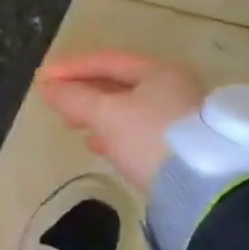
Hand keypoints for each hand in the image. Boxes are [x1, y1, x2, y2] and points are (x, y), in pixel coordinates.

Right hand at [37, 52, 206, 192]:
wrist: (203, 187)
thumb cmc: (149, 136)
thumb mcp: (106, 114)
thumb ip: (74, 98)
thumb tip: (48, 88)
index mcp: (159, 72)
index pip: (108, 61)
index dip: (72, 68)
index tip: (44, 78)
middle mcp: (174, 89)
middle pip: (119, 84)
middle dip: (84, 92)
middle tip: (56, 101)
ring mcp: (180, 119)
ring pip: (128, 109)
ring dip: (97, 114)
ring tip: (72, 124)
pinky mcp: (180, 147)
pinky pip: (138, 132)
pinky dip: (114, 134)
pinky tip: (98, 145)